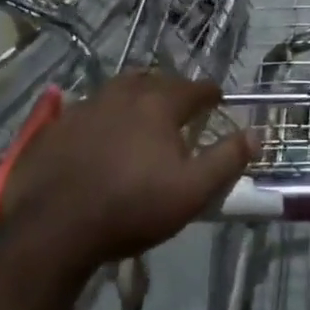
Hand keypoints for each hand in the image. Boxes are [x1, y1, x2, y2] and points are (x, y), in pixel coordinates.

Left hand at [0, 70, 256, 271]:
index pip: (195, 88)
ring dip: (136, 97)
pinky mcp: (57, 125)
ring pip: (120, 90)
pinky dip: (102, 116)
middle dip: (172, 90)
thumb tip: (257, 133)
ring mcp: (86, 105)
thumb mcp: (191, 191)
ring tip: (141, 114)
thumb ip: (227, 159)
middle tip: (180, 107)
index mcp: (159, 103)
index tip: (217, 100)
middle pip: (156, 80)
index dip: (210, 94)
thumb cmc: (131, 207)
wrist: (52, 229)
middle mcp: (124, 92)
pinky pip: (88, 110)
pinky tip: (100, 135)